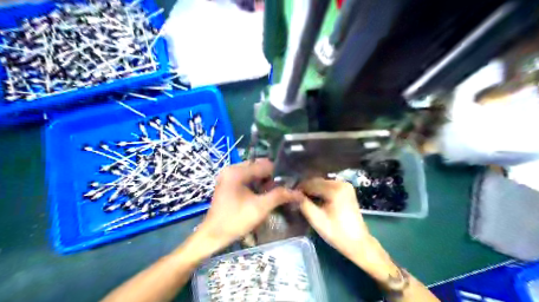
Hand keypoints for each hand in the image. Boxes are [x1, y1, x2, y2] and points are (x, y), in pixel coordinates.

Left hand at [195, 159, 304, 255]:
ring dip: (265, 181)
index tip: (291, 182)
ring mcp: (228, 176)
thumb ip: (280, 196)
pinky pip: (247, 179)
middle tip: (284, 188)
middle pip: (258, 167)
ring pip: (253, 173)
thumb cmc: (235, 221)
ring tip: (277, 192)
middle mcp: (231, 169)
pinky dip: (257, 185)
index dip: (279, 173)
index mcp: (236, 171)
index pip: (264, 165)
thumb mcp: (260, 208)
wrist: (212, 236)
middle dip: (272, 177)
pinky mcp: (228, 184)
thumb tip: (300, 193)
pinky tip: (264, 194)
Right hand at [299, 179, 375, 257]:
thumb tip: (293, 194)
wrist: (358, 243)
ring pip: (322, 183)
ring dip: (313, 189)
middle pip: (318, 181)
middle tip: (295, 196)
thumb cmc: (337, 232)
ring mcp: (345, 186)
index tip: (290, 194)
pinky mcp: (347, 190)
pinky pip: (329, 186)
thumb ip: (303, 204)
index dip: (299, 188)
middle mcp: (341, 183)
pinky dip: (320, 191)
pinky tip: (314, 198)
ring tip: (302, 198)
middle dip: (306, 188)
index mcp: (335, 189)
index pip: (312, 183)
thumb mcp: (317, 219)